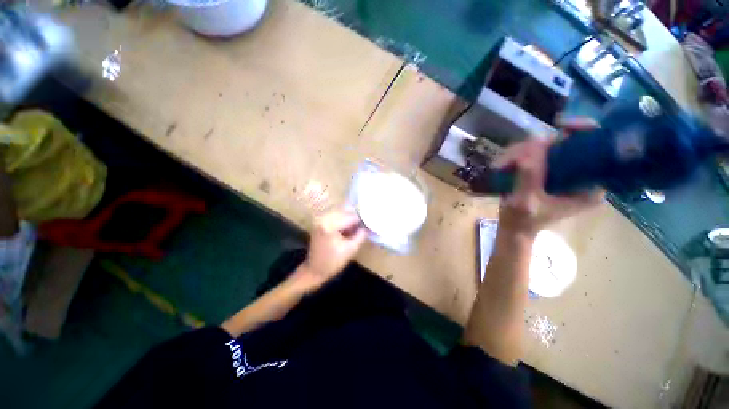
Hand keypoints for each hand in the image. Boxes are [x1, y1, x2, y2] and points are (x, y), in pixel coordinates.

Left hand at [298, 209, 366, 287]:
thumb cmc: (333, 262)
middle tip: (365, 226)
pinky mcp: (320, 222)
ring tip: (357, 228)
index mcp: (330, 225)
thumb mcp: (351, 249)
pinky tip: (348, 228)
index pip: (351, 217)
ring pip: (341, 213)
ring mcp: (320, 219)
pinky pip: (335, 216)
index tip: (370, 224)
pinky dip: (343, 220)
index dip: (362, 220)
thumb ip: (361, 235)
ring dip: (349, 219)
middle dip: (356, 218)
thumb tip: (368, 226)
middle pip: (345, 212)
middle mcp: (324, 218)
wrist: (314, 270)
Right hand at [491, 117, 604, 235]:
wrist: (514, 228)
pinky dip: (519, 155)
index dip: (585, 132)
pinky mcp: (548, 172)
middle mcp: (581, 176)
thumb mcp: (525, 202)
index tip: (564, 127)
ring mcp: (563, 173)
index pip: (599, 151)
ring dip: (523, 151)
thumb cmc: (523, 220)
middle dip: (540, 146)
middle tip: (515, 156)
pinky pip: (537, 153)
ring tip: (503, 164)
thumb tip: (529, 152)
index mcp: (589, 187)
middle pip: (570, 143)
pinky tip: (506, 164)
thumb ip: (528, 179)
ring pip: (549, 147)